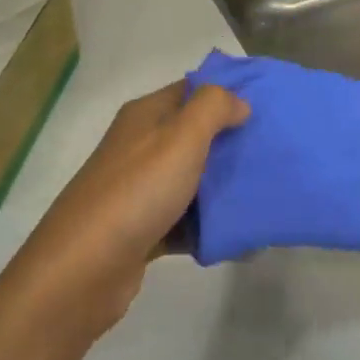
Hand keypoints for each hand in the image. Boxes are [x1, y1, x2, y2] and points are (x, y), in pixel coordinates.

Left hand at [4, 82, 248, 338]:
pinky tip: (242, 238)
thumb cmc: (137, 192)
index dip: (228, 93)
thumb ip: (212, 109)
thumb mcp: (180, 138)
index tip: (269, 104)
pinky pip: (186, 221)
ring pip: (193, 180)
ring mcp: (140, 190)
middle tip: (275, 152)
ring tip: (266, 196)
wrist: (84, 269)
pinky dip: (209, 228)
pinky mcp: (143, 229)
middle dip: (233, 143)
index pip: (191, 90)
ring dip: (225, 189)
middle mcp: (141, 147)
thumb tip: (239, 102)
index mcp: (145, 116)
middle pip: (195, 136)